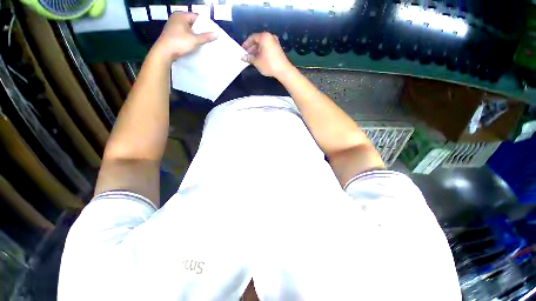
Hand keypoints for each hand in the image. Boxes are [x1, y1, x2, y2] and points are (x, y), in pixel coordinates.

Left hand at [152, 12, 216, 62]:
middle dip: (201, 30)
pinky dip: (190, 38)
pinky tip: (195, 44)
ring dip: (195, 35)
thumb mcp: (195, 40)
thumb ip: (206, 37)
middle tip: (209, 38)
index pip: (197, 17)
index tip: (212, 32)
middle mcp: (176, 18)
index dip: (205, 24)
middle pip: (193, 23)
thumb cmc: (179, 43)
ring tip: (204, 42)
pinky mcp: (172, 34)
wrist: (164, 52)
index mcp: (181, 15)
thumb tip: (217, 34)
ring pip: (188, 29)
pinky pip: (184, 34)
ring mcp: (173, 26)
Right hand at [241, 32, 292, 77]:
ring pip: (263, 45)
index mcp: (264, 37)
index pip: (252, 38)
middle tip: (246, 55)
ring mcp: (275, 42)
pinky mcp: (278, 48)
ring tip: (252, 58)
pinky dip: (262, 52)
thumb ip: (249, 58)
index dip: (246, 44)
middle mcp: (270, 37)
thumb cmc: (269, 64)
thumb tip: (243, 57)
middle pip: (258, 40)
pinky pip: (267, 48)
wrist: (283, 70)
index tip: (242, 50)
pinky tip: (259, 59)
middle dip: (251, 48)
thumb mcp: (257, 62)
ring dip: (256, 51)